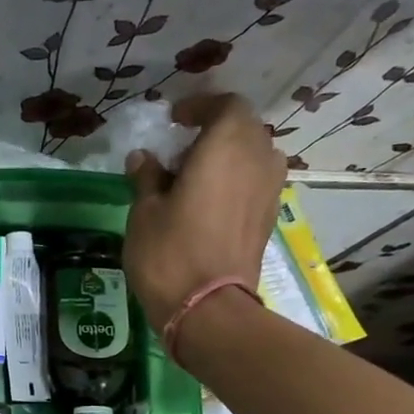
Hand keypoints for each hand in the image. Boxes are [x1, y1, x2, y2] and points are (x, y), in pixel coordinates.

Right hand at [123, 92, 285, 331]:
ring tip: (193, 175)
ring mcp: (269, 189)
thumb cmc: (168, 252)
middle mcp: (257, 159)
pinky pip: (255, 180)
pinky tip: (207, 200)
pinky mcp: (269, 216)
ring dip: (227, 155)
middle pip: (243, 128)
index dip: (200, 106)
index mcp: (226, 147)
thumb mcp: (144, 211)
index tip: (174, 119)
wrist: (207, 308)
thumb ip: (147, 177)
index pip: (225, 105)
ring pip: (253, 154)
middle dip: (213, 130)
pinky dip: (235, 179)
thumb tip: (144, 158)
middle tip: (179, 149)